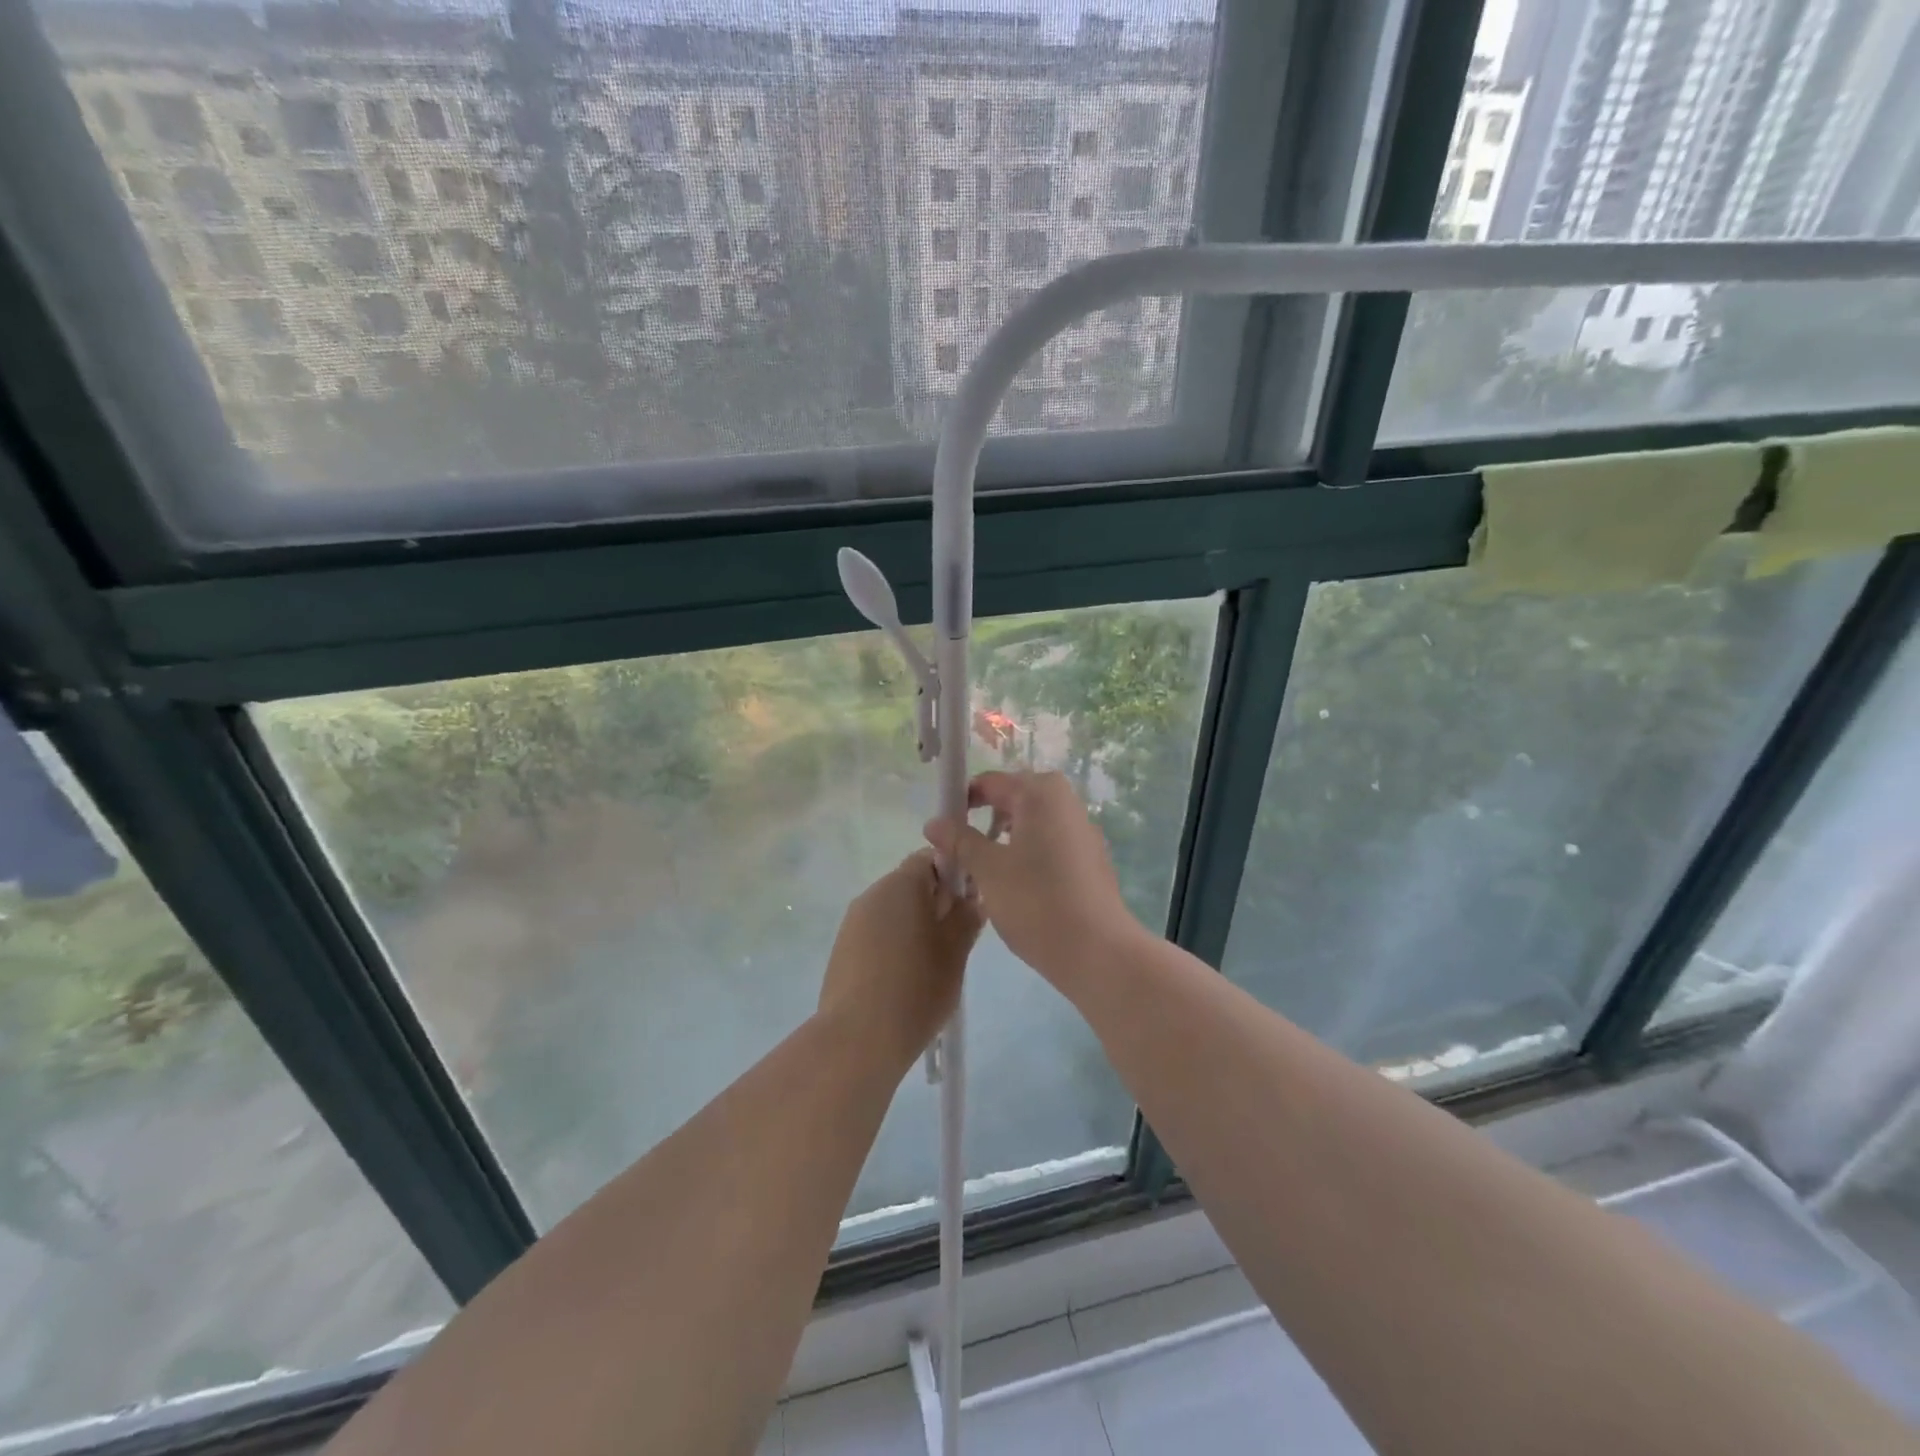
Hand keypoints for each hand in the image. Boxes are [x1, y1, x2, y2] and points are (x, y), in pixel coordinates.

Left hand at [818, 850, 982, 1070]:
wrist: (858, 1039)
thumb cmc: (916, 988)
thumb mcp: (955, 952)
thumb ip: (966, 918)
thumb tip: (972, 899)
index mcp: (901, 884)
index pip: (931, 858)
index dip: (954, 874)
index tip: (969, 905)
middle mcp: (872, 894)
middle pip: (911, 884)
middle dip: (936, 903)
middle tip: (958, 938)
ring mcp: (853, 922)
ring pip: (894, 910)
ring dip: (916, 925)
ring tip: (934, 962)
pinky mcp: (843, 949)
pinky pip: (877, 932)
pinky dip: (895, 943)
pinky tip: (906, 977)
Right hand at [923, 771, 1145, 988]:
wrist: (1097, 952)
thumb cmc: (1035, 901)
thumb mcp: (988, 869)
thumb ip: (959, 840)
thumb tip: (934, 822)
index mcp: (1041, 793)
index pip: (990, 783)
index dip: (962, 802)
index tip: (942, 832)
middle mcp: (1066, 802)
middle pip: (1013, 800)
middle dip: (984, 821)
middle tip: (961, 853)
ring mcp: (1083, 830)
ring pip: (1032, 824)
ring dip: (1005, 840)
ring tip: (984, 873)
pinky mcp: (1091, 859)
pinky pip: (1050, 844)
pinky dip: (1028, 855)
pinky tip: (1016, 888)